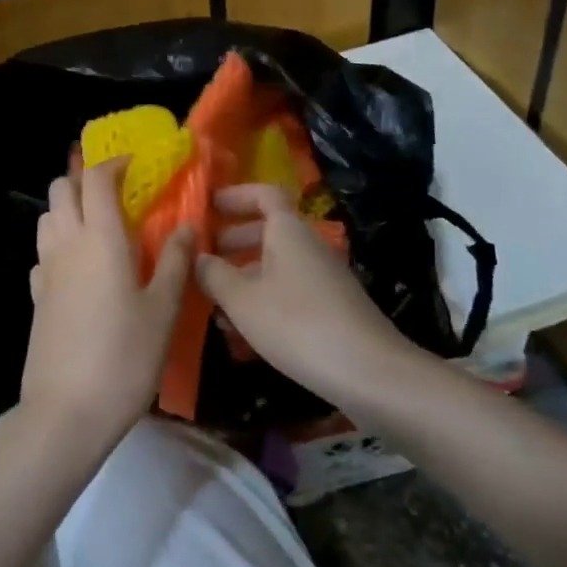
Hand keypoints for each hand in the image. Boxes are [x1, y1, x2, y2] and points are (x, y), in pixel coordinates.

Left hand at [24, 158, 193, 451]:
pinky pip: (44, 252)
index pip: (96, 179)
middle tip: (118, 194)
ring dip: (70, 208)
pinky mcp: (36, 296)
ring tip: (101, 227)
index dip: (113, 163)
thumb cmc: (124, 357)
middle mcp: (66, 244)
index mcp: (100, 238)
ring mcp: (46, 270)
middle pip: (62, 188)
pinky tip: (81, 267)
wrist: (67, 411)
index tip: (134, 165)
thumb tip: (186, 226)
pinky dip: (60, 243)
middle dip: (86, 180)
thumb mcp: (163, 311)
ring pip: (48, 216)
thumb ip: (174, 262)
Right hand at [195, 183, 413, 407]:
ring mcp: (321, 278)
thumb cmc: (297, 324)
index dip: (235, 195)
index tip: (207, 207)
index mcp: (288, 231)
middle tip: (202, 256)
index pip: (263, 194)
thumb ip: (214, 275)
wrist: (369, 373)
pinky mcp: (329, 308)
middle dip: (232, 240)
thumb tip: (197, 257)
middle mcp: (307, 246)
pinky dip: (262, 298)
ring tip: (212, 300)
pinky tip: (242, 330)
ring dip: (244, 275)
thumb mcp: (243, 300)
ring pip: (275, 264)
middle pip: (268, 230)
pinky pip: (287, 290)